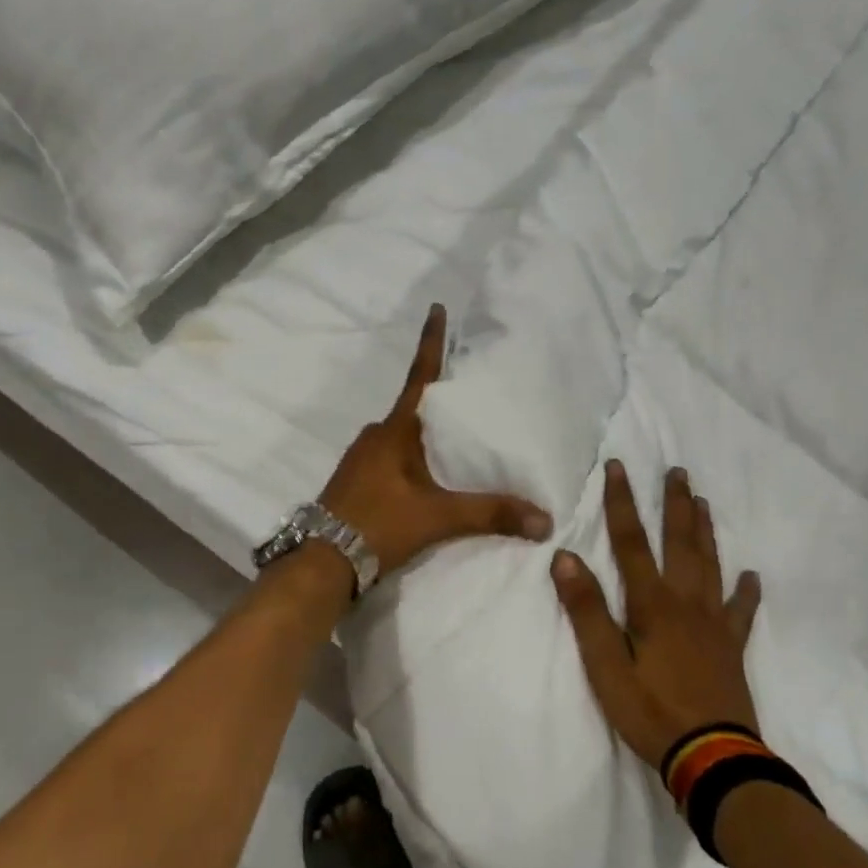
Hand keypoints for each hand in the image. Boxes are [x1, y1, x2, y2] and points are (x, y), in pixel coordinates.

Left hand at [319, 305, 552, 574]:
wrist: (322, 560)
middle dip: (441, 399)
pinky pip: (392, 455)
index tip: (437, 308)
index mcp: (395, 430)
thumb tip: (545, 519)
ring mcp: (362, 456)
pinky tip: (429, 476)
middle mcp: (376, 434)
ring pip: (402, 434)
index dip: (432, 342)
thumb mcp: (438, 517)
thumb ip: (490, 514)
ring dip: (426, 432)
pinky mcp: (357, 479)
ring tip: (459, 440)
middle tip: (472, 394)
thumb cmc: (379, 524)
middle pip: (415, 407)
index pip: (420, 376)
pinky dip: (413, 456)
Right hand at [552, 460, 761, 770]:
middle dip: (674, 504)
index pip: (630, 541)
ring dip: (704, 531)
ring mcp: (713, 625)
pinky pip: (741, 612)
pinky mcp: (731, 649)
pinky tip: (752, 576)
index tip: (618, 466)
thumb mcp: (605, 666)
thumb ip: (586, 611)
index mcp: (651, 604)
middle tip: (678, 471)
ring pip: (710, 565)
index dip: (621, 502)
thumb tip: (565, 557)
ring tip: (703, 502)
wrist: (714, 760)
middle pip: (680, 543)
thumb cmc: (651, 712)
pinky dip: (746, 592)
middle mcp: (685, 603)